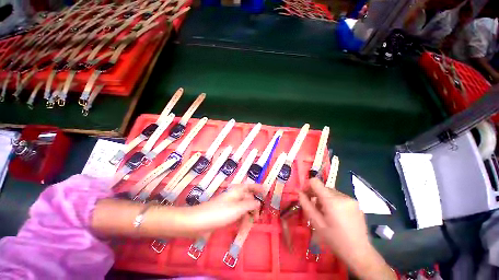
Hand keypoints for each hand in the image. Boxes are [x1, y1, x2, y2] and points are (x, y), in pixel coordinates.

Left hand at [186, 184, 261, 232]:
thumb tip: (258, 202)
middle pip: (248, 198)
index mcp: (237, 191)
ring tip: (250, 226)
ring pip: (243, 208)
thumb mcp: (238, 208)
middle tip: (258, 217)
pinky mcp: (226, 214)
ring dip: (247, 216)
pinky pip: (237, 215)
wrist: (198, 222)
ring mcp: (230, 205)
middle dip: (254, 207)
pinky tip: (242, 229)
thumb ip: (250, 204)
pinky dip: (241, 221)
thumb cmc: (219, 212)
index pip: (250, 186)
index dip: (258, 187)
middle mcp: (234, 196)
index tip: (266, 191)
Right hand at [298, 178, 395, 279]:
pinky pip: (339, 196)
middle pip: (323, 187)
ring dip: (324, 198)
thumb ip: (306, 205)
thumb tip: (299, 193)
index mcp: (332, 201)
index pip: (315, 182)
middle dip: (316, 194)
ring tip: (325, 213)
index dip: (307, 186)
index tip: (305, 195)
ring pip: (331, 192)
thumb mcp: (317, 224)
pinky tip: (336, 215)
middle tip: (314, 208)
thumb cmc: (335, 240)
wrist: (360, 252)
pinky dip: (333, 201)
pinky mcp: (356, 203)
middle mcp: (342, 196)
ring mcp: (351, 199)